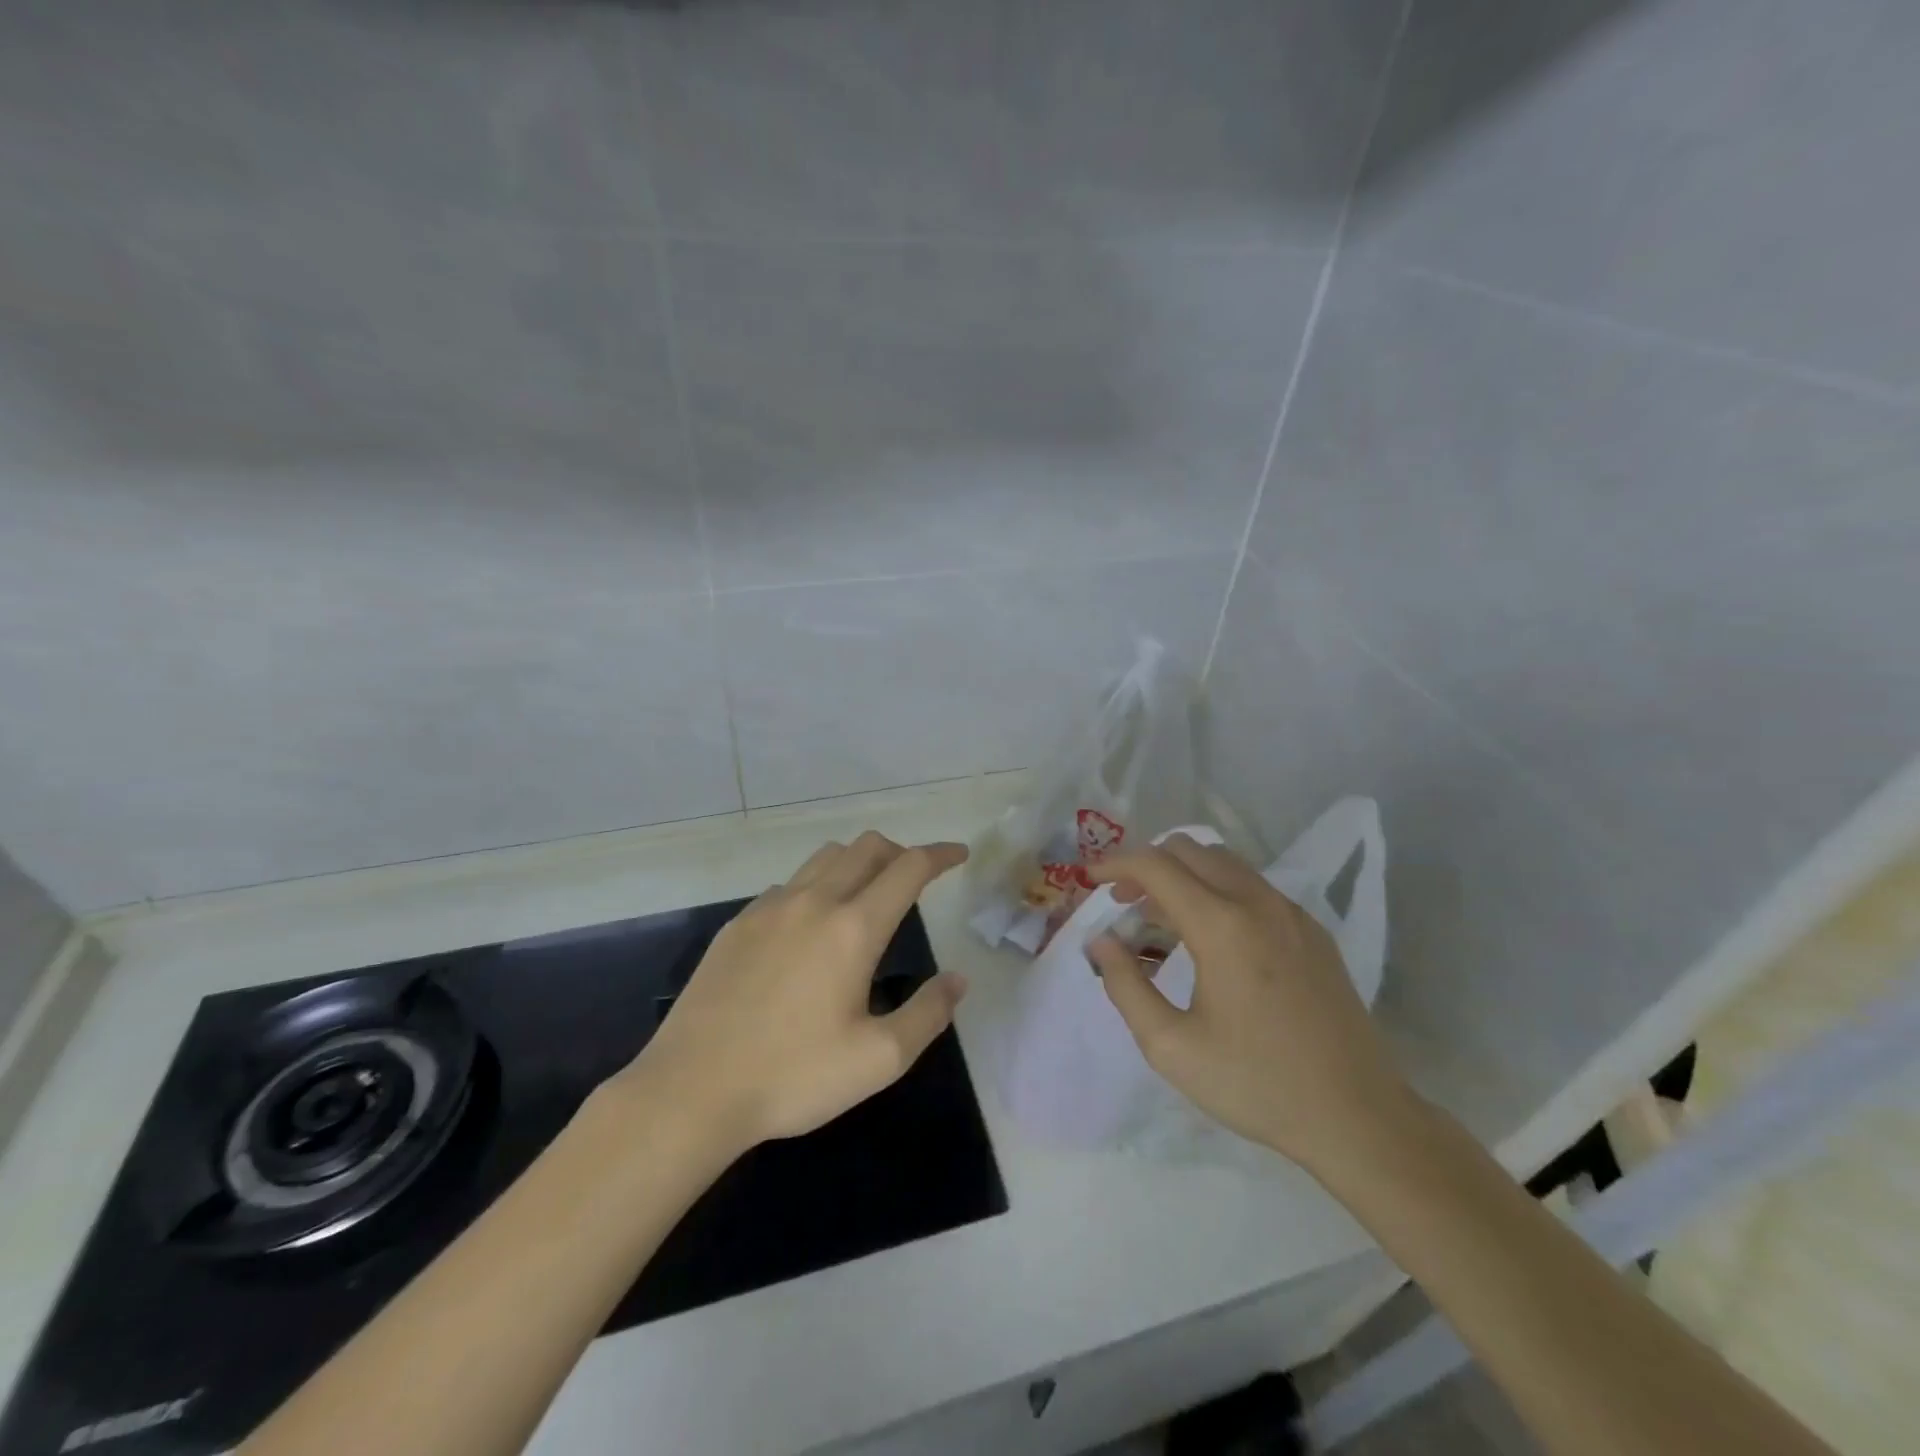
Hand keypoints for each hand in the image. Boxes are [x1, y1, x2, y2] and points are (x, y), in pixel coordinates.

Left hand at [611, 833, 969, 1152]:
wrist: (691, 1090)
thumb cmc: (793, 1076)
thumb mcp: (879, 1059)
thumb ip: (928, 1014)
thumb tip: (958, 979)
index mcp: (853, 928)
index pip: (908, 868)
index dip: (939, 854)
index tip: (958, 854)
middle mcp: (814, 902)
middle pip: (866, 847)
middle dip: (900, 851)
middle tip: (915, 877)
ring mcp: (769, 908)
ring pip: (825, 858)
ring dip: (857, 862)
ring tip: (867, 894)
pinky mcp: (738, 924)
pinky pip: (788, 884)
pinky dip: (815, 886)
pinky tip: (811, 926)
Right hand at [1086, 835, 1411, 1173]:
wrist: (1359, 1117)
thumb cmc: (1256, 1084)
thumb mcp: (1171, 1047)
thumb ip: (1125, 985)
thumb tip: (1102, 941)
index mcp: (1222, 925)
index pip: (1156, 865)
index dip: (1115, 864)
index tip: (1090, 880)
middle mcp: (1258, 903)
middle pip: (1189, 849)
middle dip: (1146, 865)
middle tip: (1123, 902)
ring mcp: (1292, 913)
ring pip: (1224, 862)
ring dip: (1183, 875)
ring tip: (1160, 918)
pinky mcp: (1313, 932)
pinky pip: (1253, 887)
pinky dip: (1217, 890)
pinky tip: (1210, 937)